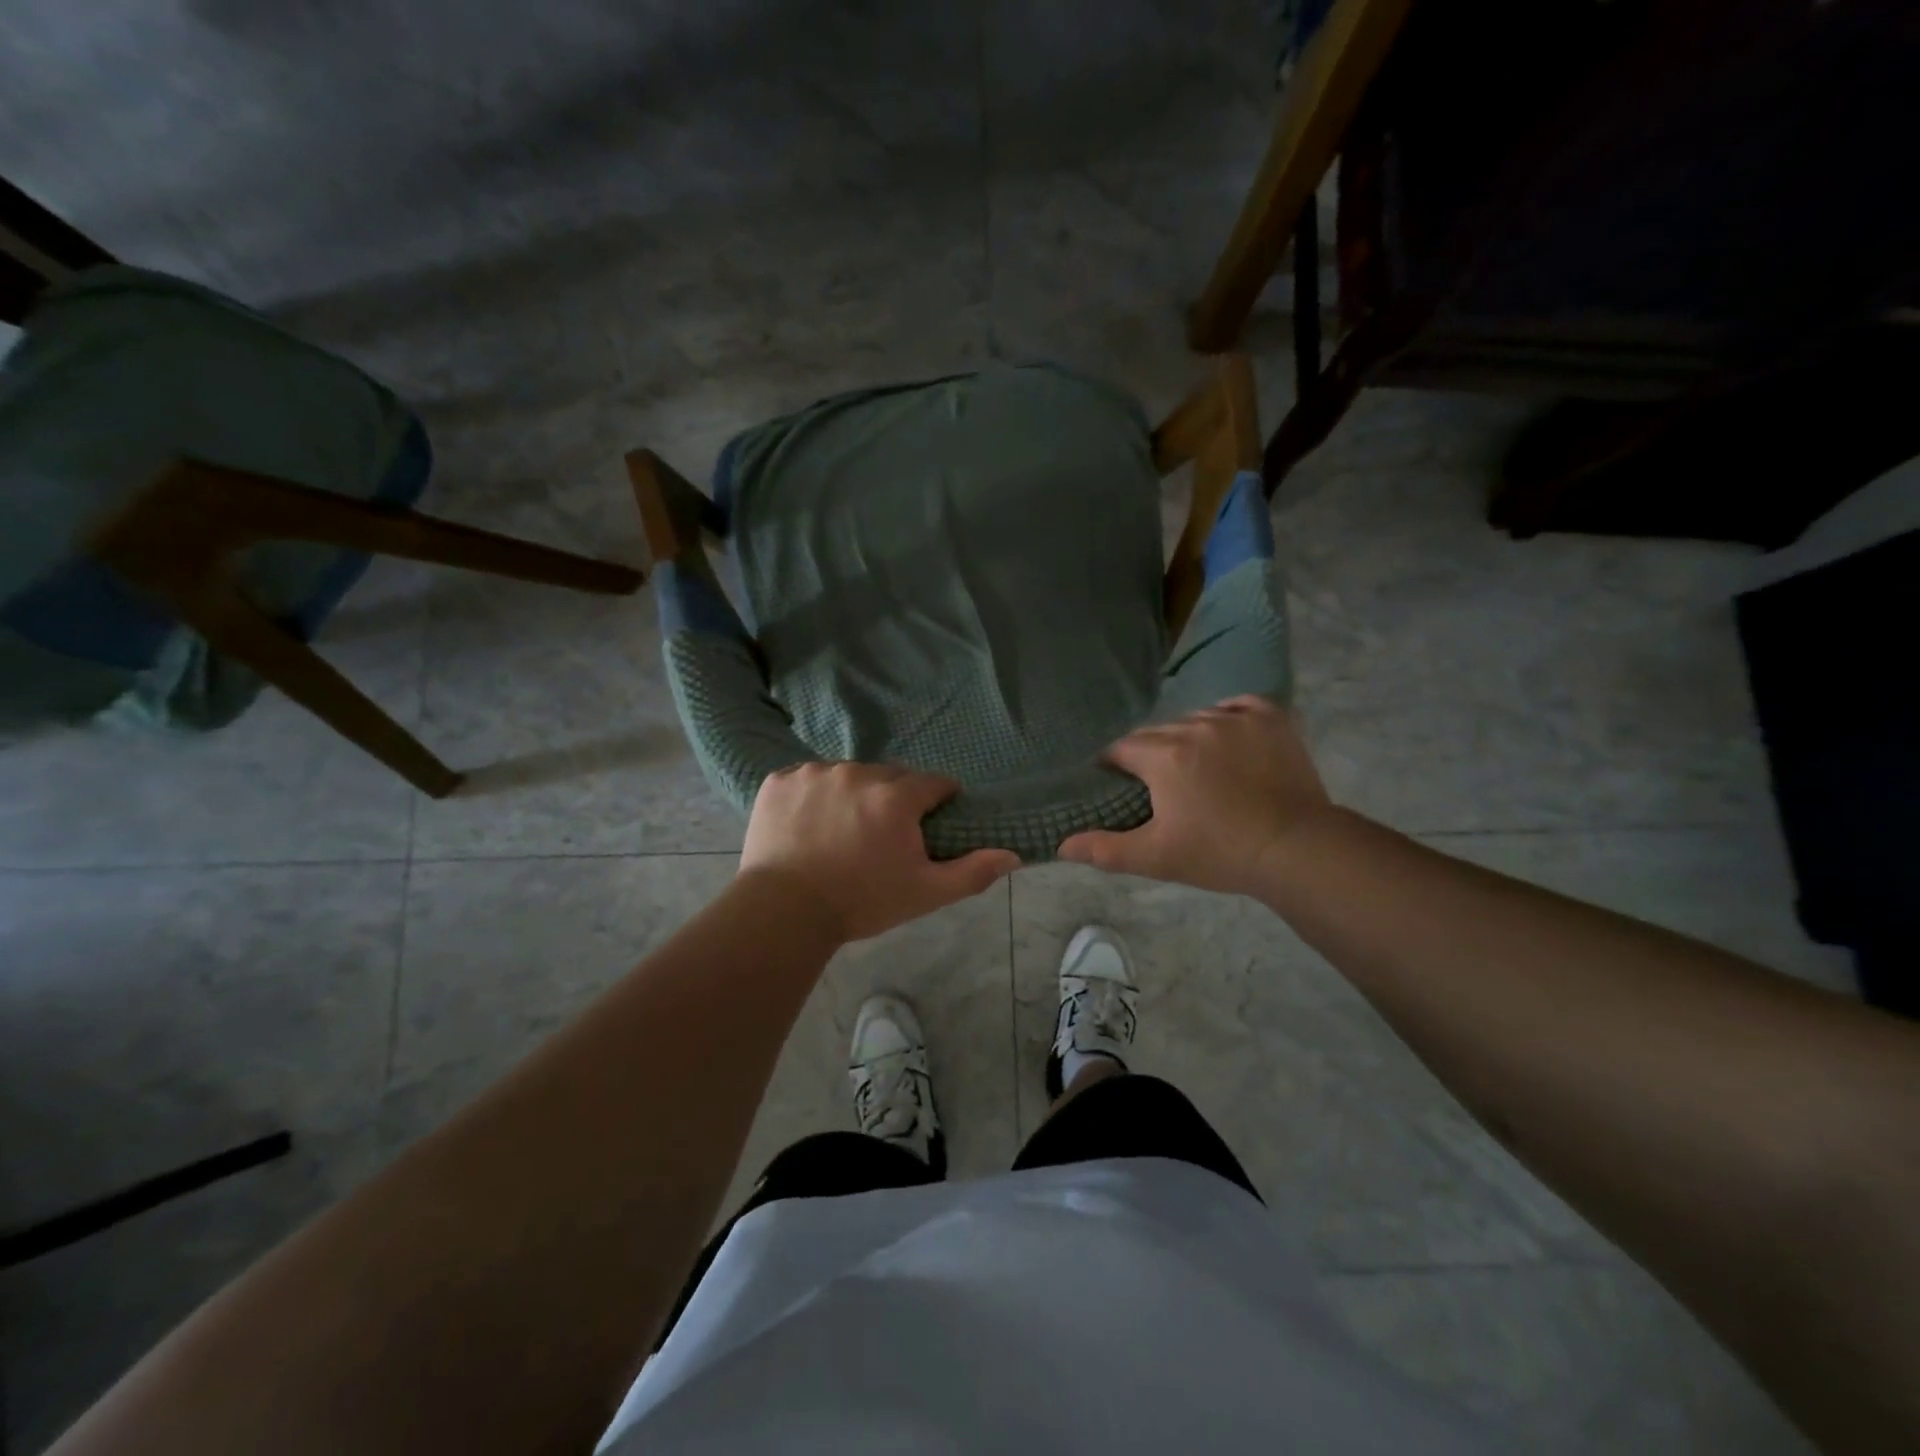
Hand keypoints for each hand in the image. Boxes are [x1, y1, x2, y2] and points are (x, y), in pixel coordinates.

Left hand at [739, 762, 1020, 943]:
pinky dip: (812, 796)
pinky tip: (808, 825)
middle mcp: (857, 773)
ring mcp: (814, 773)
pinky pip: (808, 779)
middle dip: (893, 800)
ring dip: (852, 795)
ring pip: (848, 776)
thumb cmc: (861, 902)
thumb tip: (1013, 855)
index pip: (932, 783)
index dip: (937, 801)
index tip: (929, 821)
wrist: (783, 912)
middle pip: (889, 777)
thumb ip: (972, 871)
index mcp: (895, 797)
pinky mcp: (780, 780)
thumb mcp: (924, 892)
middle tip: (882, 836)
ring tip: (841, 831)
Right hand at [1058, 696, 1337, 897]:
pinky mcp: (1270, 718)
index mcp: (1163, 756)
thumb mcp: (1156, 857)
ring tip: (1195, 766)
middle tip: (1158, 785)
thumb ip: (1105, 849)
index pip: (1121, 749)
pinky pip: (1236, 705)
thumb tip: (1060, 846)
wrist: (1296, 849)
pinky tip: (1226, 736)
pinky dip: (1227, 717)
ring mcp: (1236, 718)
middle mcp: (1195, 726)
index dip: (1113, 767)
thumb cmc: (1220, 853)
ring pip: (1194, 719)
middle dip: (1149, 754)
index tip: (1118, 787)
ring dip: (1186, 737)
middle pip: (1156, 732)